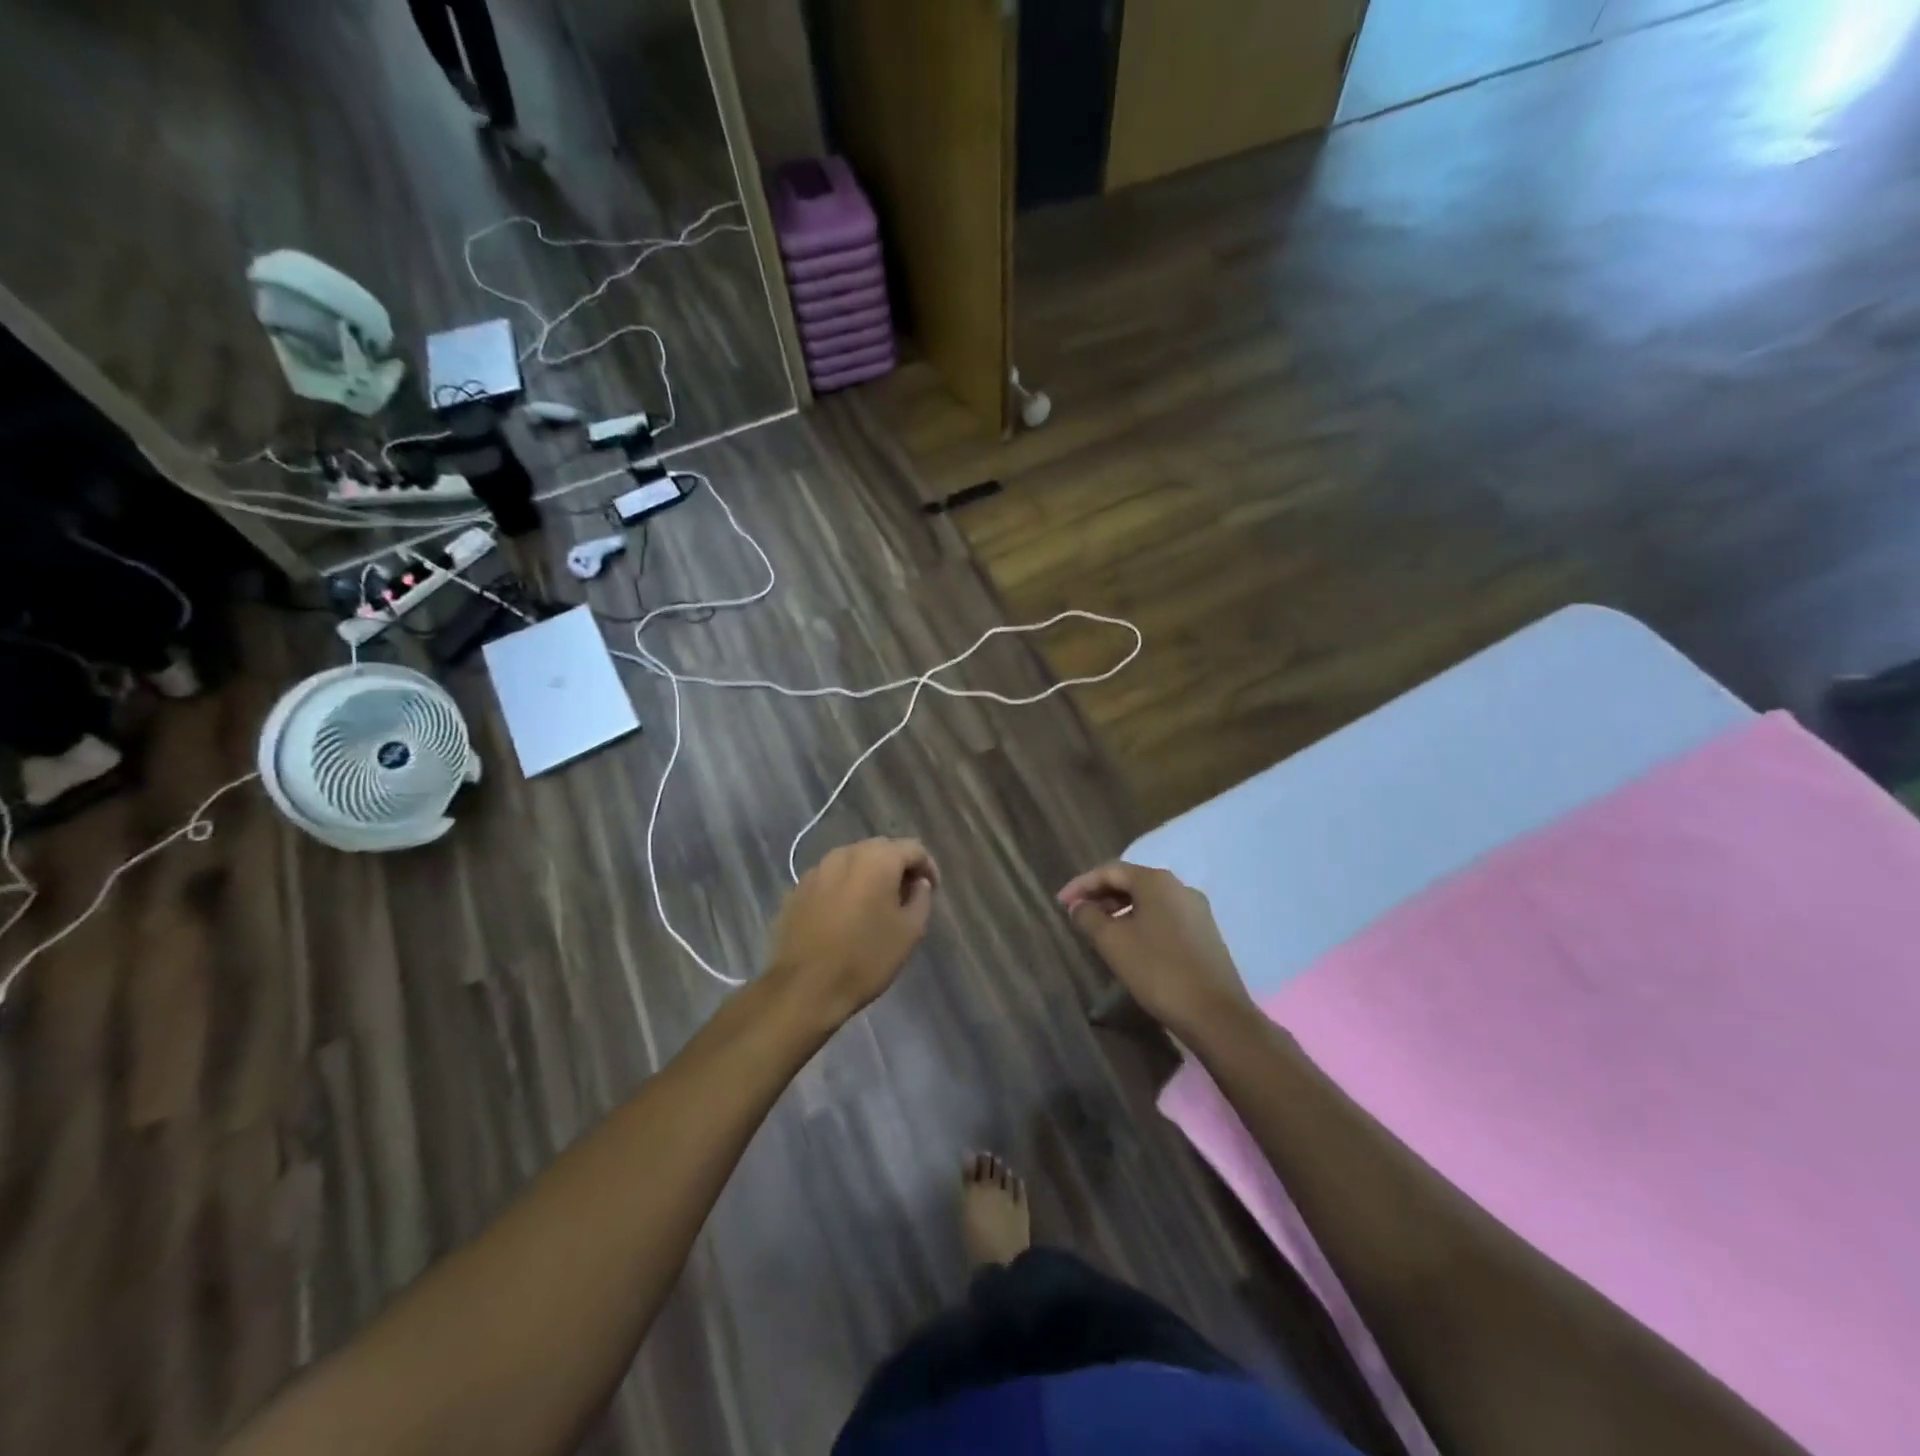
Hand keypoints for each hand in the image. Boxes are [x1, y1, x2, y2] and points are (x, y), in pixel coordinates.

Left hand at [768, 839, 939, 1025]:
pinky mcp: (797, 889)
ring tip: (876, 904)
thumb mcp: (909, 932)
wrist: (804, 988)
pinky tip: (846, 915)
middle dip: (897, 867)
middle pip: (880, 849)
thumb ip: (921, 898)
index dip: (928, 867)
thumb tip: (918, 883)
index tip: (933, 889)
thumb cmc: (865, 958)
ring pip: (852, 862)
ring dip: (869, 876)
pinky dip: (844, 888)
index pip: (913, 848)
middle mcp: (845, 854)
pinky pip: (830, 879)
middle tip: (907, 895)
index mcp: (877, 859)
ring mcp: (817, 870)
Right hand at [1059, 862, 1254, 1042]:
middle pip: (1131, 883)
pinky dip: (1141, 923)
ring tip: (1099, 932)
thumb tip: (1079, 906)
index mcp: (1157, 881)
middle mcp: (1180, 888)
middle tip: (1077, 915)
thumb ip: (1089, 917)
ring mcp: (1197, 911)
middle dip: (1101, 896)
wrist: (1215, 1014)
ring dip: (1120, 911)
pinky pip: (1164, 918)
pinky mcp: (1205, 935)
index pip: (1110, 871)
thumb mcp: (1112, 942)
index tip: (1060, 904)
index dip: (1081, 885)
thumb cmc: (1158, 970)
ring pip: (1149, 902)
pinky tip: (1130, 945)